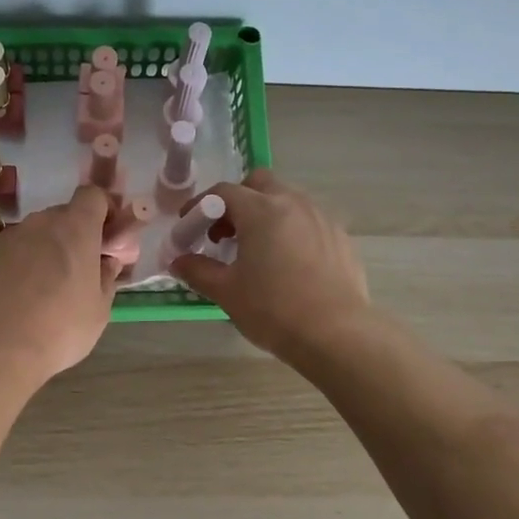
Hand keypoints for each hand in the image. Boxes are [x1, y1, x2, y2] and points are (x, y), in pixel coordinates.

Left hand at [0, 185, 119, 388]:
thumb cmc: (60, 329)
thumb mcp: (99, 310)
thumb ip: (106, 279)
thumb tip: (106, 263)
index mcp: (75, 230)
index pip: (92, 196)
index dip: (103, 210)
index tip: (107, 236)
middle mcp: (40, 224)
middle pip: (63, 215)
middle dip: (75, 235)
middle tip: (79, 268)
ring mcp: (9, 238)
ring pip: (36, 234)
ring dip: (46, 249)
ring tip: (46, 287)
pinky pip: (12, 251)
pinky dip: (21, 264)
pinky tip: (19, 295)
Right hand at [168, 170, 371, 361]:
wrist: (336, 334)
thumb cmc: (273, 310)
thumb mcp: (226, 292)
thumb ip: (198, 270)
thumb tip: (178, 261)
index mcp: (261, 210)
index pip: (223, 193)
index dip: (200, 206)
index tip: (189, 227)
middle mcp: (293, 203)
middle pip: (259, 183)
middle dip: (237, 201)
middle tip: (225, 234)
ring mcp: (321, 218)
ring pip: (287, 200)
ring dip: (265, 214)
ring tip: (256, 250)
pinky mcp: (340, 237)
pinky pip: (308, 221)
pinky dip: (290, 230)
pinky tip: (287, 263)